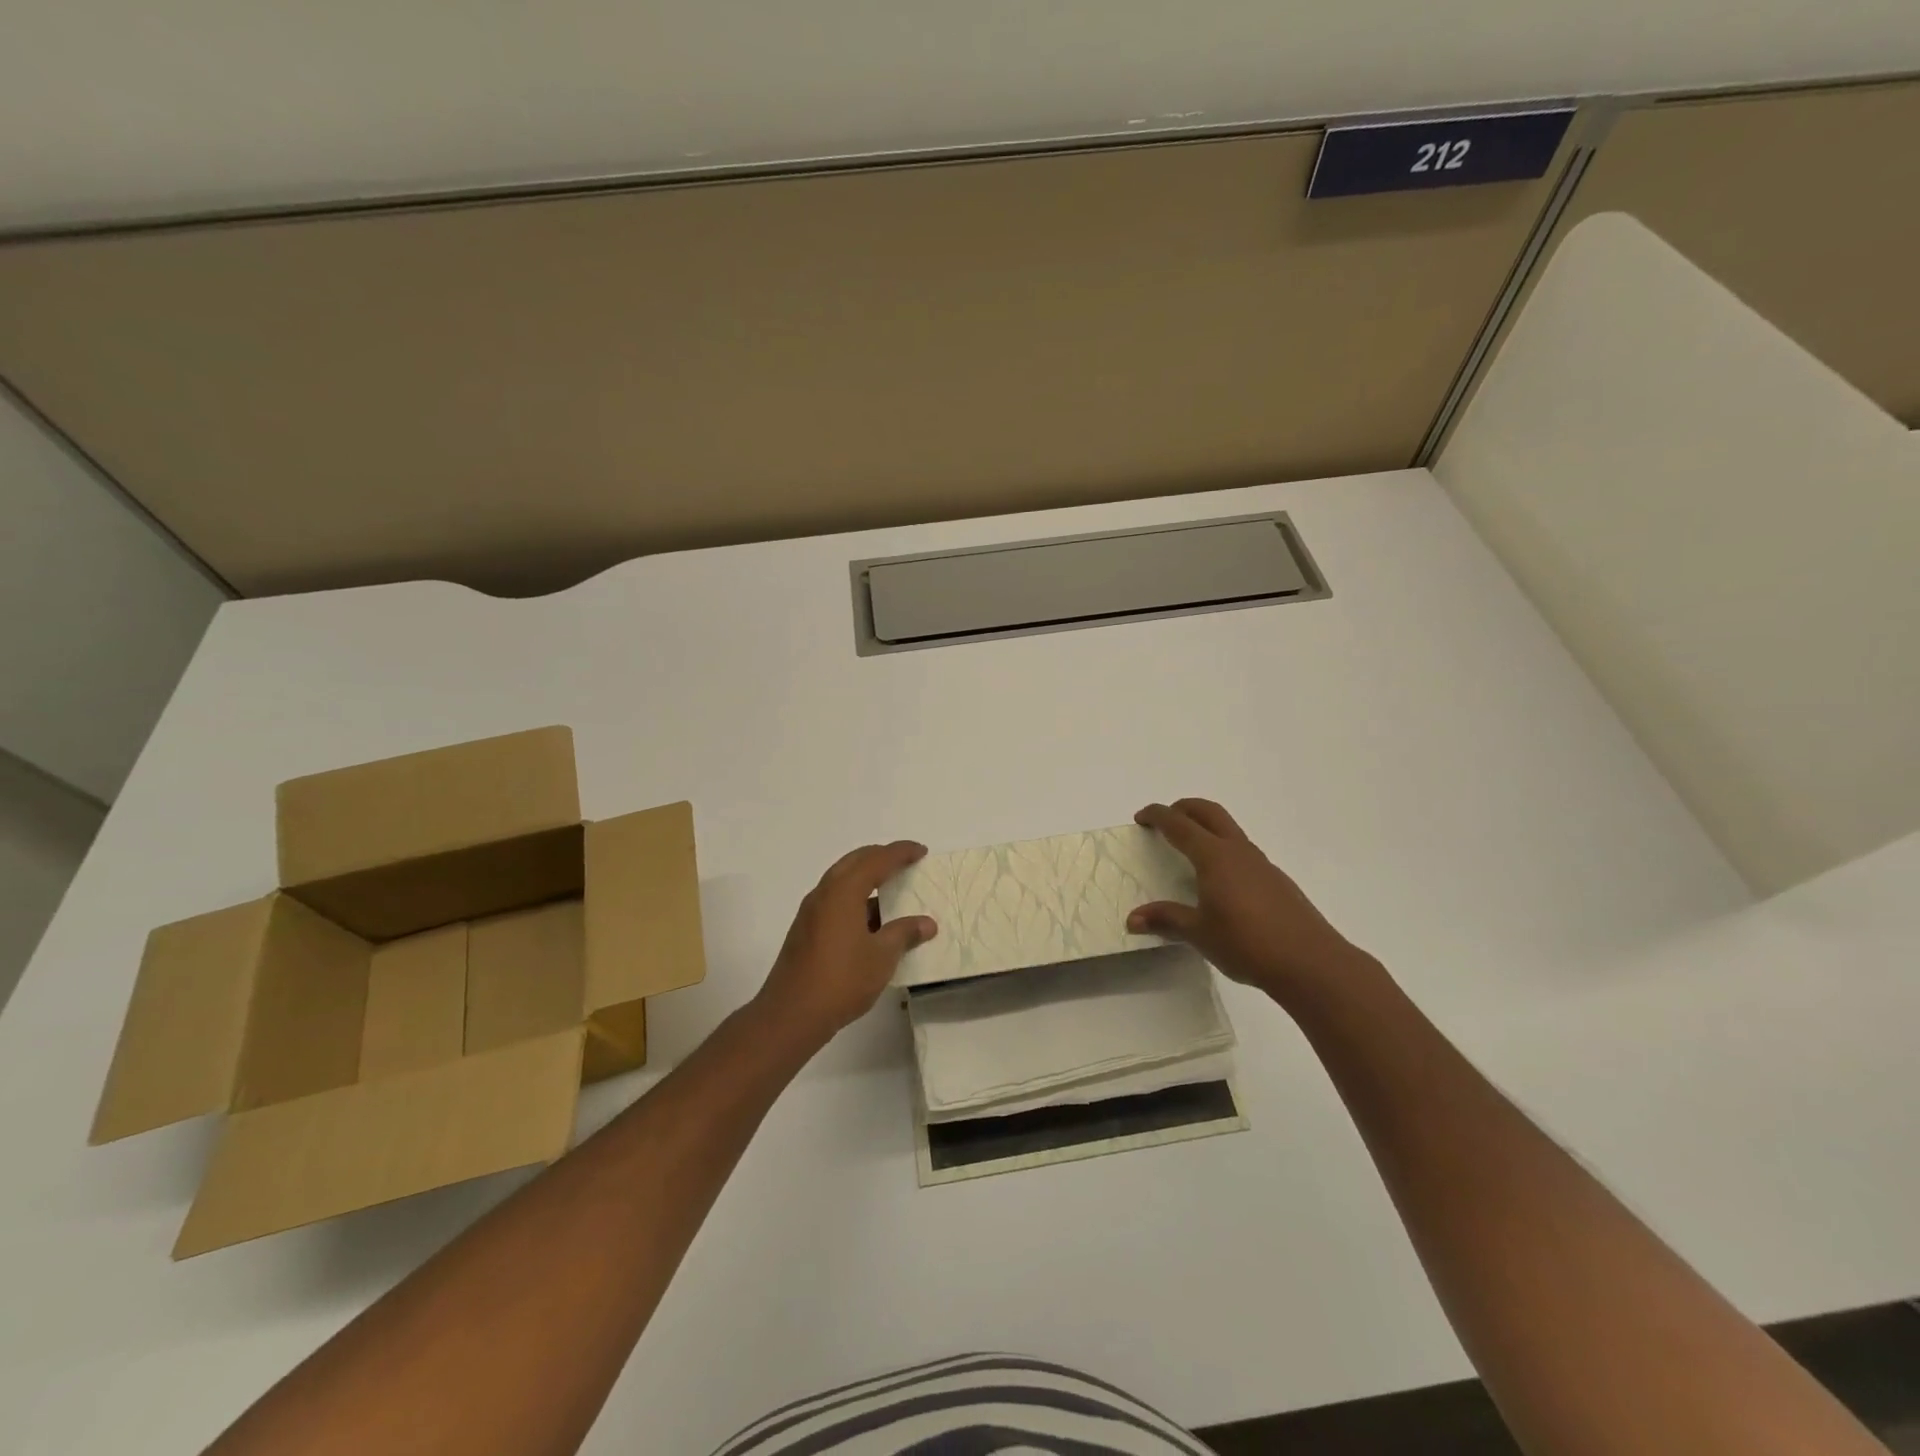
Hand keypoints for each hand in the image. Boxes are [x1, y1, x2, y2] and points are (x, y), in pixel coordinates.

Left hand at [756, 841, 937, 1045]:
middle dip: (880, 857)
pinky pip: (835, 900)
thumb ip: (904, 934)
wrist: (791, 1014)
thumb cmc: (841, 980)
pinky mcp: (806, 930)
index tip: (921, 851)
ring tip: (892, 890)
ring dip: (866, 879)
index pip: (876, 860)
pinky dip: (855, 898)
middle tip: (905, 862)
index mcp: (843, 891)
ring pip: (842, 880)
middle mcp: (824, 893)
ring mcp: (811, 912)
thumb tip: (926, 923)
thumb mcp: (882, 957)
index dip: (900, 852)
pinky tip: (871, 920)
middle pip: (855, 862)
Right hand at [1128, 799, 1375, 1006]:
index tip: (1141, 817)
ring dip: (1206, 829)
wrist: (1310, 963)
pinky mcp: (1277, 881)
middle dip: (1184, 808)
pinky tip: (1221, 883)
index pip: (1179, 824)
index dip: (1158, 816)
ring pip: (1229, 831)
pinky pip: (1243, 853)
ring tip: (1190, 852)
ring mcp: (1262, 864)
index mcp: (1214, 857)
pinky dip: (1224, 852)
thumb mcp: (1199, 933)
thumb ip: (1166, 920)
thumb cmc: (1247, 943)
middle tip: (1166, 820)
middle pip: (1209, 812)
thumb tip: (1133, 919)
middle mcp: (1238, 851)